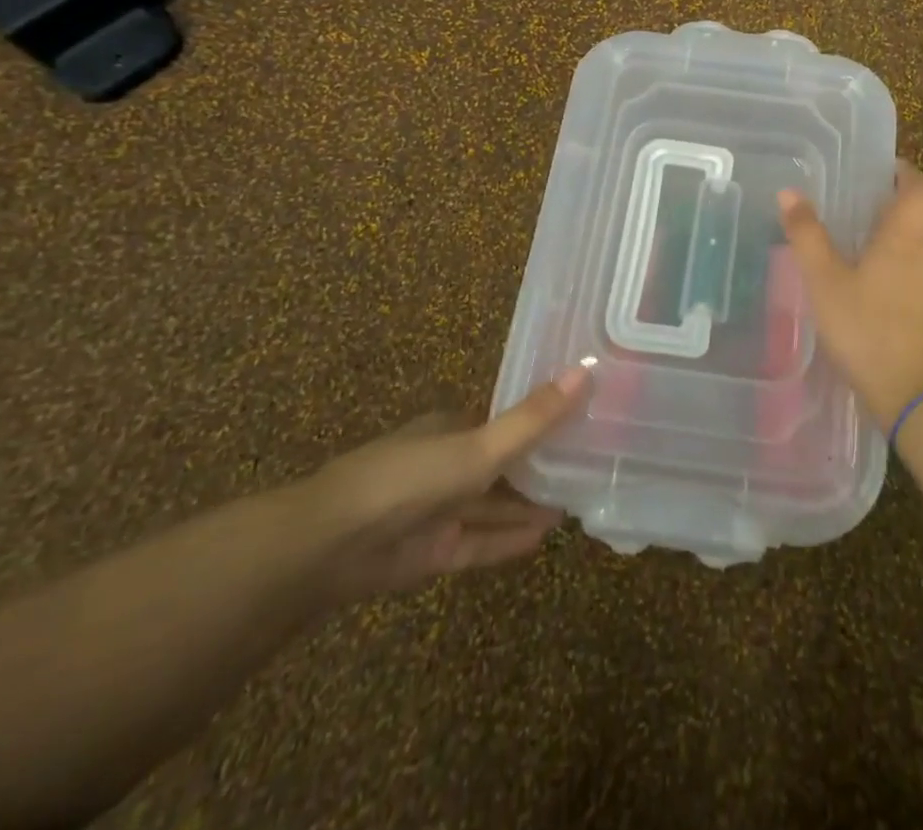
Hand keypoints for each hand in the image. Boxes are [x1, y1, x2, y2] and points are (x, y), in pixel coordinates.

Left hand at [298, 366, 591, 603]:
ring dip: (528, 505)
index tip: (584, 420)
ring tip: (576, 503)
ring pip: (492, 505)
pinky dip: (508, 540)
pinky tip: (544, 538)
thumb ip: (533, 419)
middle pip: (502, 464)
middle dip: (540, 466)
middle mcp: (447, 464)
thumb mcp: (479, 445)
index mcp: (453, 428)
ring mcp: (438, 510)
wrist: (331, 544)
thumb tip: (587, 369)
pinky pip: (479, 543)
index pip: (505, 421)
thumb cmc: (410, 477)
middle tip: (591, 466)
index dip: (543, 420)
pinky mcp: (431, 552)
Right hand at [778, 159, 922, 426]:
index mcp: (905, 236)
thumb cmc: (866, 329)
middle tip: (894, 195)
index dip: (908, 173)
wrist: (917, 393)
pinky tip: (902, 276)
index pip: (919, 189)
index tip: (890, 169)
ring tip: (895, 231)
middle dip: (922, 195)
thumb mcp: (825, 282)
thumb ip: (807, 236)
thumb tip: (789, 192)